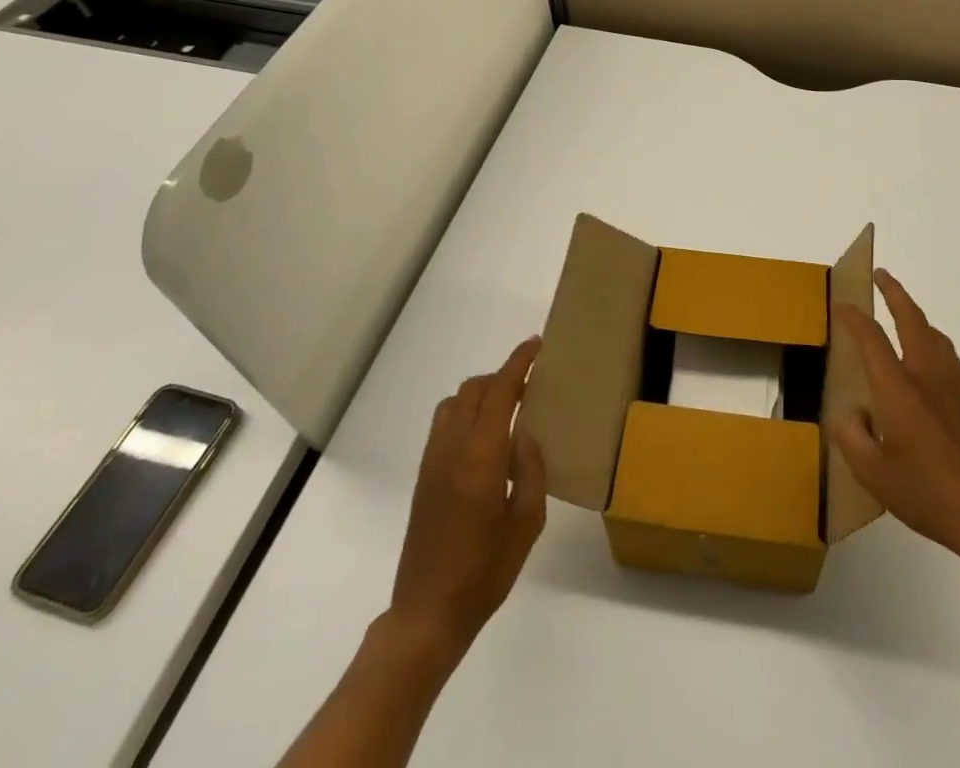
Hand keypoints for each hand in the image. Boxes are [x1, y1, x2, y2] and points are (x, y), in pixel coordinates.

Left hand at [385, 337, 546, 666]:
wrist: (427, 613)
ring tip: (507, 410)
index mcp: (481, 456)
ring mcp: (433, 460)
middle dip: (501, 376)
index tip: (537, 345)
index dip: (518, 362)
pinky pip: (444, 424)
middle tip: (529, 384)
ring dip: (481, 394)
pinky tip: (485, 440)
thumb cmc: (485, 571)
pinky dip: (466, 413)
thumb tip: (527, 436)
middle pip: (474, 389)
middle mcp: (452, 448)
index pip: (499, 391)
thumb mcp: (527, 523)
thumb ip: (532, 470)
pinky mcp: (423, 476)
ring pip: (455, 402)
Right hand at [831, 270, 959, 574]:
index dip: (853, 318)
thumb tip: (848, 413)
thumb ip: (852, 437)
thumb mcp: (873, 474)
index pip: (871, 338)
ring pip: (934, 333)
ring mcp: (955, 385)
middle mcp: (927, 375)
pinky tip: (931, 359)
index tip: (841, 305)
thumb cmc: (927, 492)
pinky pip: (948, 355)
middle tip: (880, 274)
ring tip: (903, 313)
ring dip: (916, 314)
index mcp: (899, 387)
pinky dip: (933, 341)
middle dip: (894, 292)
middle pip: (910, 318)